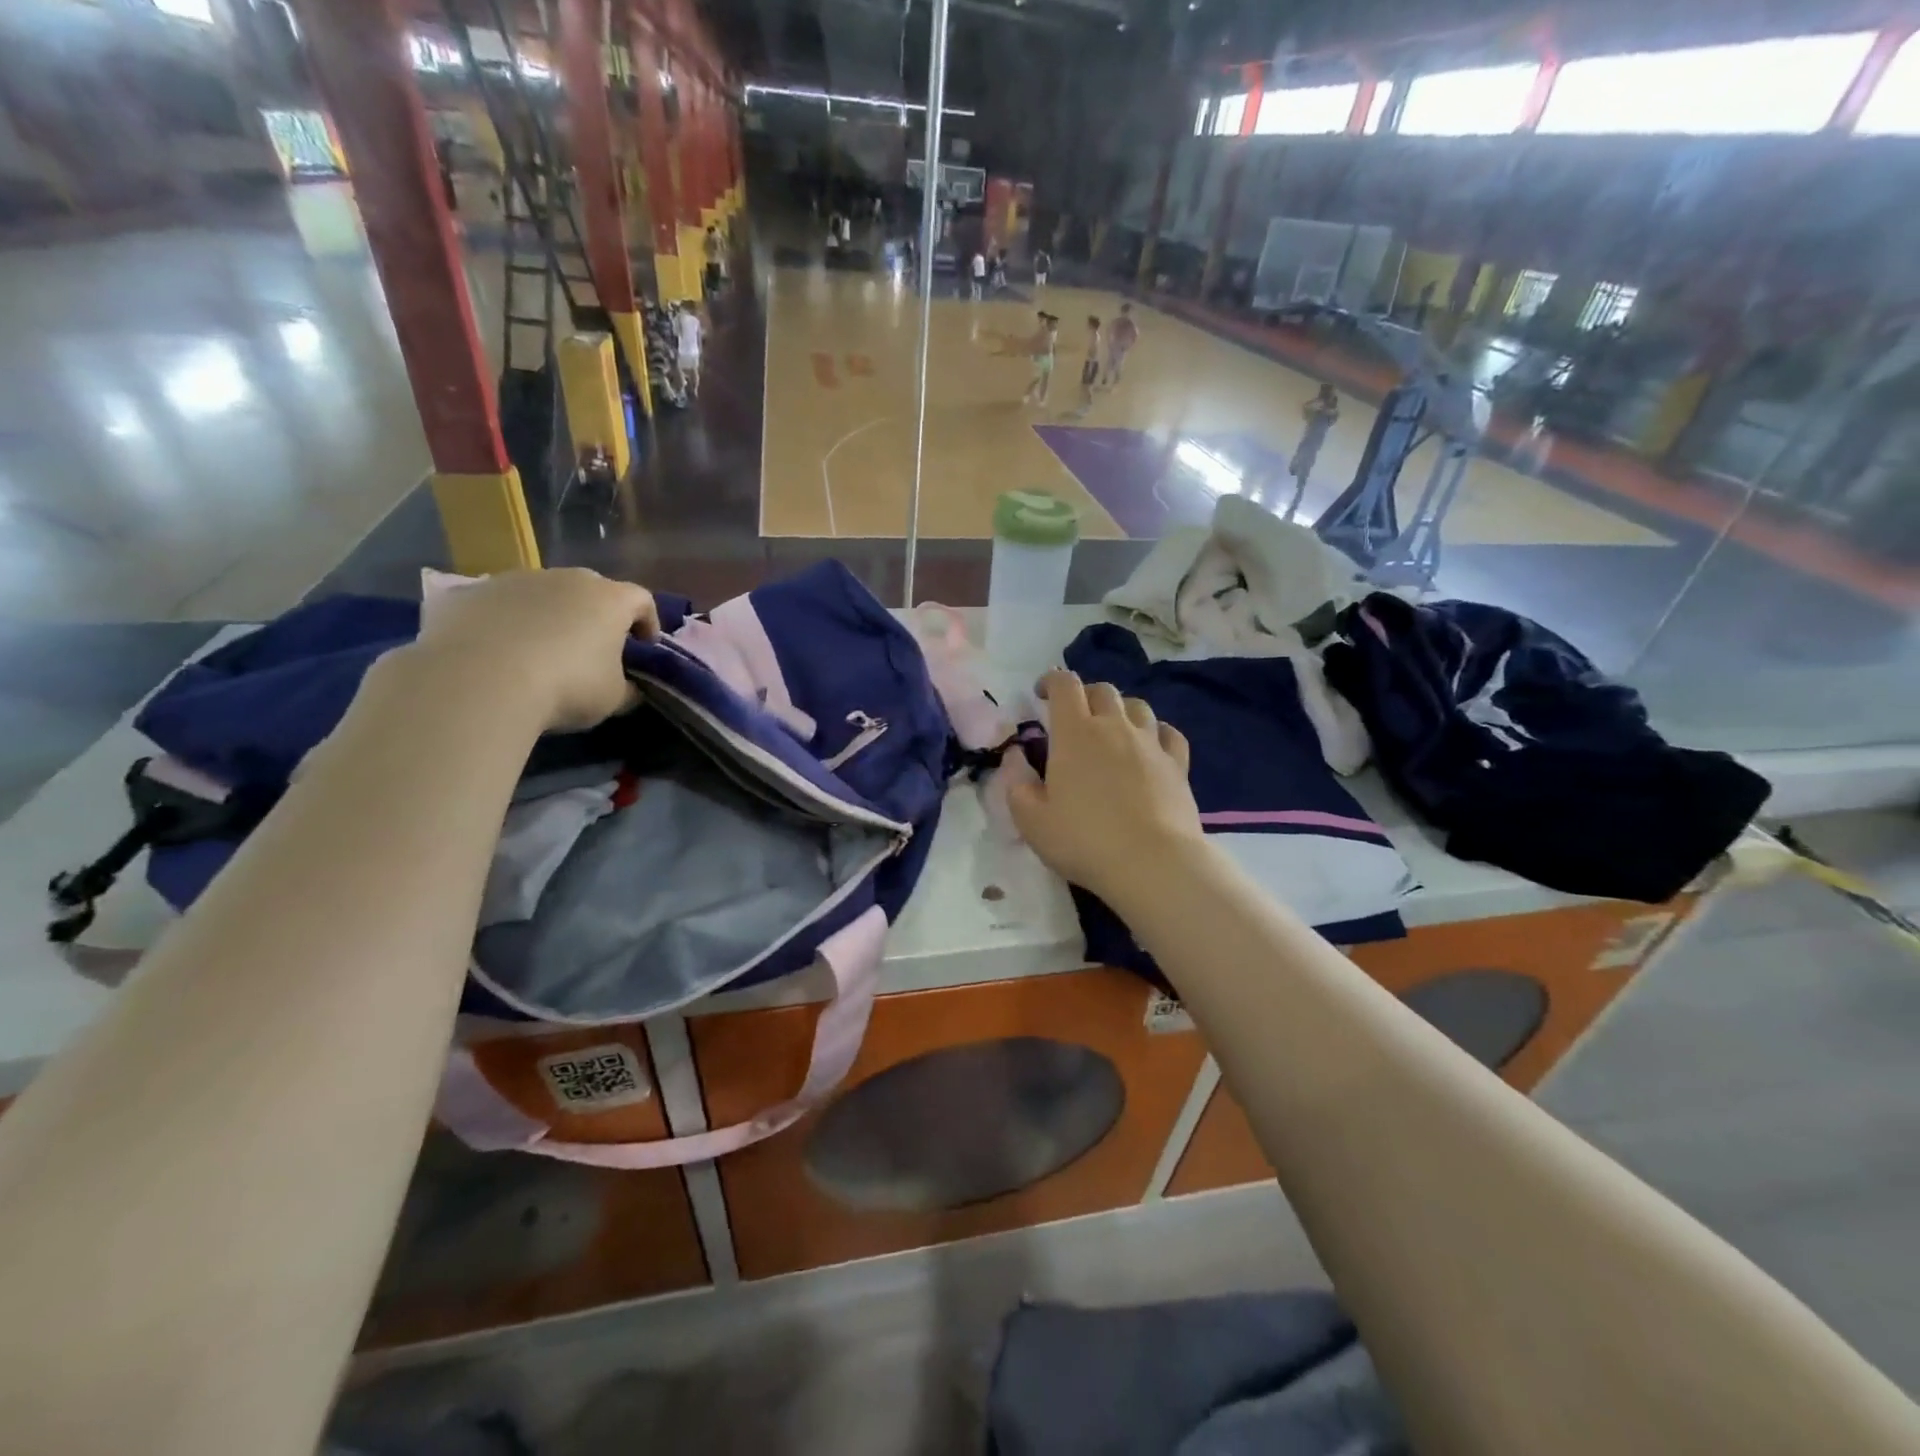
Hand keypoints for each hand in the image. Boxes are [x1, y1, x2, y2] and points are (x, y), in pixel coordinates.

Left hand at [412, 568, 658, 731]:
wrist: (478, 681)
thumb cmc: (566, 686)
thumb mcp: (613, 699)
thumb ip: (627, 688)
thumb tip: (629, 688)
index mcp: (609, 599)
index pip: (641, 600)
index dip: (648, 622)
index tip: (644, 647)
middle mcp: (565, 578)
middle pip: (590, 590)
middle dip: (595, 616)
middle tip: (592, 648)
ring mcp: (513, 580)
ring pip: (541, 595)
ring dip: (547, 616)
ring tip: (539, 652)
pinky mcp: (468, 593)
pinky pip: (497, 606)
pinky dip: (503, 624)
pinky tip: (496, 654)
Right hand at [1009, 670, 1204, 906]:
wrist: (1152, 863)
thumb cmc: (1084, 841)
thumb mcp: (1031, 821)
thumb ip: (1017, 785)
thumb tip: (1016, 760)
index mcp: (1074, 733)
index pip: (1064, 685)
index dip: (1051, 681)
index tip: (1041, 694)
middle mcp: (1114, 727)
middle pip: (1102, 690)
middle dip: (1085, 695)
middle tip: (1075, 717)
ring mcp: (1150, 743)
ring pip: (1137, 706)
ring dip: (1120, 710)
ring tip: (1112, 730)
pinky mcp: (1177, 764)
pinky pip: (1168, 733)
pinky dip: (1155, 732)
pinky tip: (1150, 746)